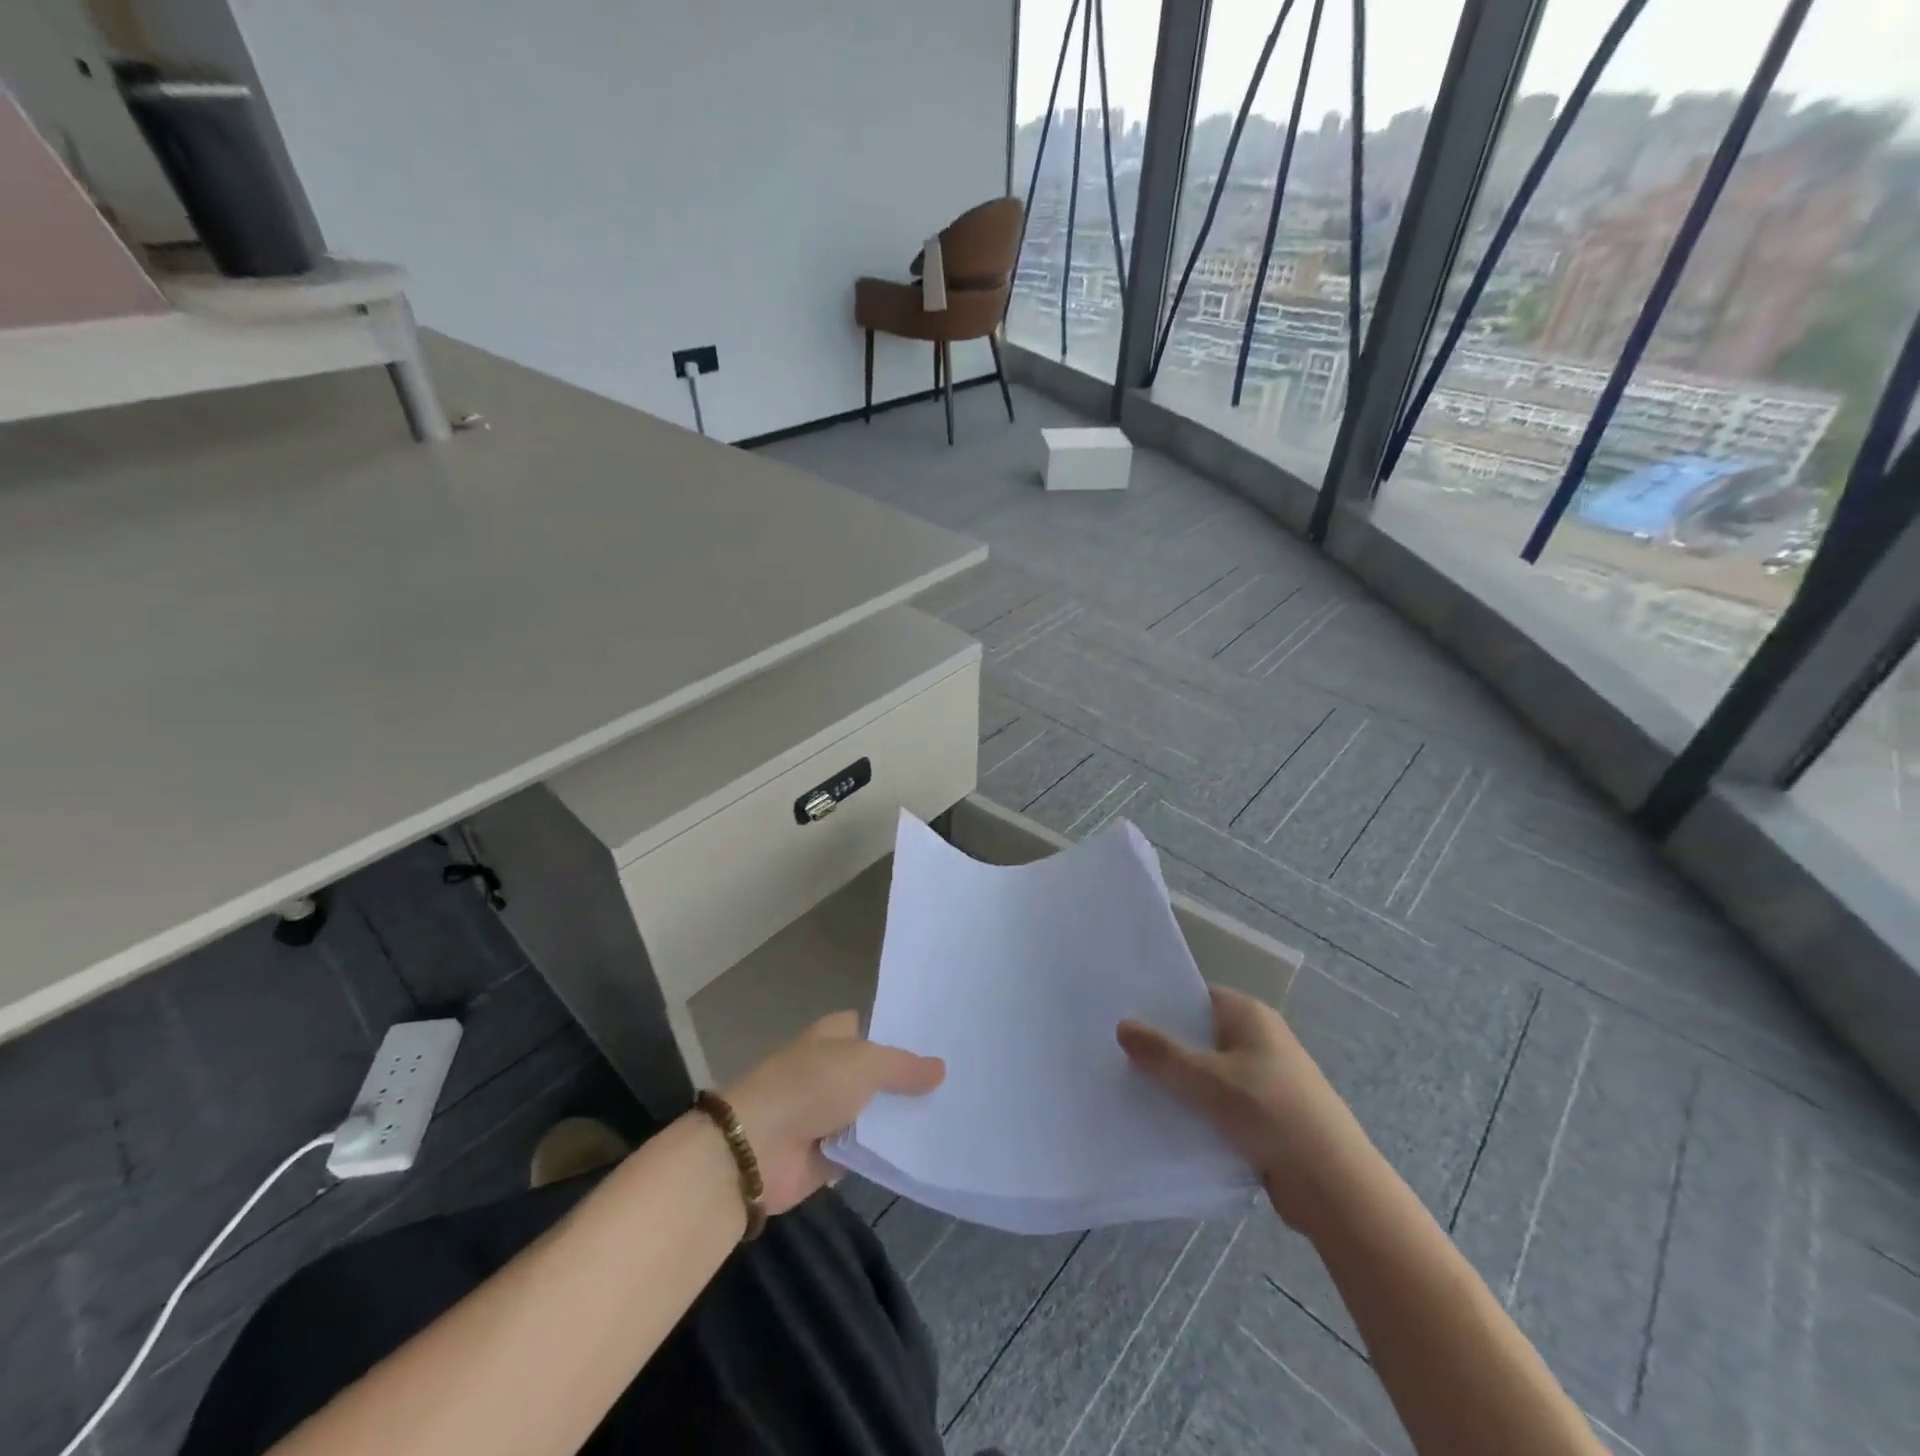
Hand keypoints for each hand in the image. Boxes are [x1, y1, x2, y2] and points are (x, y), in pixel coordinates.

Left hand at [722, 1011, 943, 1214]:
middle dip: (912, 1079)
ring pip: (878, 1111)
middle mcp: (833, 1068)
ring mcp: (831, 1112)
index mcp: (835, 1035)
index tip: (947, 1042)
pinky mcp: (831, 1153)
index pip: (878, 1027)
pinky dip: (890, 1149)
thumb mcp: (864, 1064)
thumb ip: (904, 1067)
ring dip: (903, 1117)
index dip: (907, 1034)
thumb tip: (941, 1069)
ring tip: (956, 1113)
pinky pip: (869, 1148)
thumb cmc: (808, 1087)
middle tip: (964, 1080)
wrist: (756, 1149)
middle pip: (881, 1072)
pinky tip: (929, 1147)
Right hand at [1118, 984, 1376, 1232]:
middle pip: (1199, 1034)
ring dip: (1177, 1081)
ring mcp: (1262, 1079)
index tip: (1122, 1011)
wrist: (1334, 1186)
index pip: (1197, 995)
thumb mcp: (1207, 1078)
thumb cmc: (1270, 1112)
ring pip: (1206, 1072)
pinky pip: (1217, 1103)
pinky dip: (1194, 1109)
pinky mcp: (1263, 1116)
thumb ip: (1162, 1052)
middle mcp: (1257, 1039)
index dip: (1161, 1002)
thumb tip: (1122, 1025)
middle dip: (1163, 1044)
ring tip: (1128, 1083)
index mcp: (1250, 1015)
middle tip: (1115, 1049)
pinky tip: (1161, 1119)